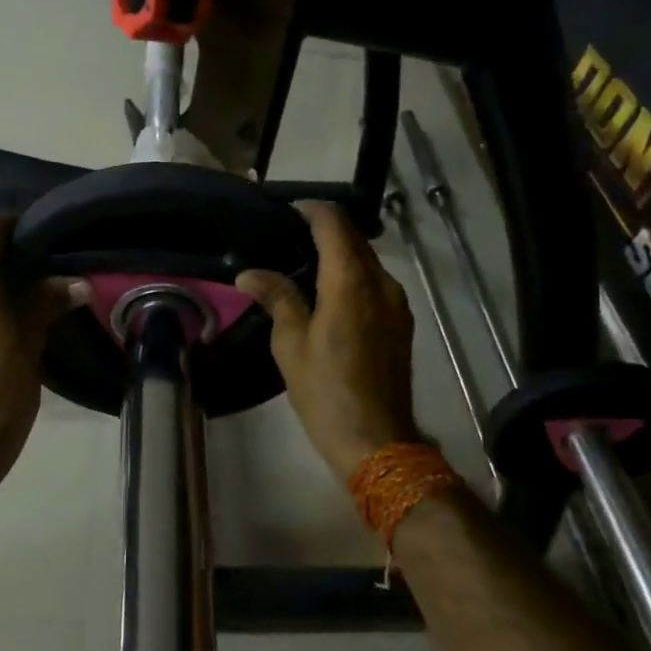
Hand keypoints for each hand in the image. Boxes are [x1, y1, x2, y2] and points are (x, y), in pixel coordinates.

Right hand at [236, 201, 421, 480]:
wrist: (377, 439)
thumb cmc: (326, 390)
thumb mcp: (291, 344)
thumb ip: (277, 298)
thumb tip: (249, 273)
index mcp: (351, 282)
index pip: (333, 224)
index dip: (310, 210)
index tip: (285, 211)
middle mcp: (381, 282)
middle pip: (354, 238)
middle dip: (324, 229)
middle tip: (287, 236)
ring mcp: (396, 302)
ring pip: (367, 260)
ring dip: (339, 253)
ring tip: (303, 264)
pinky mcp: (401, 322)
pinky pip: (374, 282)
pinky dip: (352, 275)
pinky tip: (328, 293)